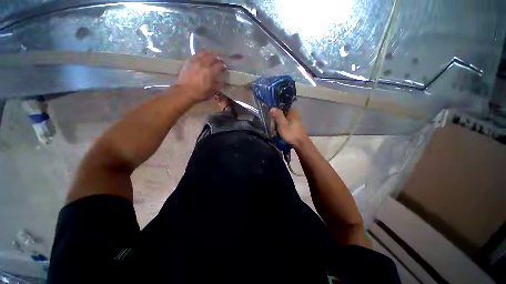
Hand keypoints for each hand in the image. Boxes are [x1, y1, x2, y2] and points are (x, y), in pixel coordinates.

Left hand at [177, 52, 225, 101]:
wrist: (185, 92)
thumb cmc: (200, 93)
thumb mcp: (212, 91)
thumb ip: (218, 85)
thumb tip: (222, 82)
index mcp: (211, 72)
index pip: (220, 65)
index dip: (224, 66)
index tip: (225, 68)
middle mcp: (204, 64)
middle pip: (212, 57)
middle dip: (217, 59)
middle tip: (219, 62)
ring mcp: (195, 62)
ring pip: (204, 53)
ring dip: (209, 55)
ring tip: (210, 58)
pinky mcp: (189, 62)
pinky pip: (196, 54)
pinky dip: (200, 55)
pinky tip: (201, 57)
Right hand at [270, 108, 308, 148]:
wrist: (300, 144)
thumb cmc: (291, 133)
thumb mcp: (282, 124)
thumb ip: (277, 115)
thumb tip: (272, 107)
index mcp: (292, 111)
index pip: (280, 108)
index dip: (274, 114)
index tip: (272, 121)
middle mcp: (294, 114)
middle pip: (281, 115)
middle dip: (276, 122)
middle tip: (273, 129)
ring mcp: (294, 120)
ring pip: (282, 120)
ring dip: (278, 126)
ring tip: (276, 132)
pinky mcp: (294, 126)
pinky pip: (285, 124)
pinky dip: (282, 128)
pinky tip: (280, 133)